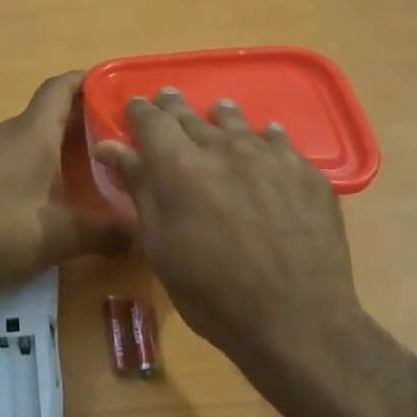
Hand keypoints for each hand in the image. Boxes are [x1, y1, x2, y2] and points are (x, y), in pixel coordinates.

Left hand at [0, 73, 127, 287]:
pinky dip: (30, 162)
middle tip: (111, 137)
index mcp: (33, 132)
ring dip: (52, 144)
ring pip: (26, 136)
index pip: (60, 88)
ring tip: (82, 166)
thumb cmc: (6, 229)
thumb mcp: (63, 235)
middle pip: (46, 113)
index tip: (109, 86)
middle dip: (78, 120)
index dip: (85, 81)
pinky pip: (7, 155)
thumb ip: (105, 233)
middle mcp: (6, 132)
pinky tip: (41, 192)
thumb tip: (140, 238)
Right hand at [92, 88, 362, 368]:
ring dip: (220, 116)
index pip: (151, 121)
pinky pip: (279, 141)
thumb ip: (139, 189)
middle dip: (174, 107)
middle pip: (192, 116)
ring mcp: (270, 157)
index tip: (133, 107)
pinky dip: (264, 136)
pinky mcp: (306, 172)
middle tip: (166, 98)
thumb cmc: (212, 293)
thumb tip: (110, 147)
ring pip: (237, 122)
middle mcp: (223, 148)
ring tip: (216, 110)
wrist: (295, 318)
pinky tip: (266, 135)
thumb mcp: (161, 247)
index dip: (139, 111)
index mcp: (179, 166)